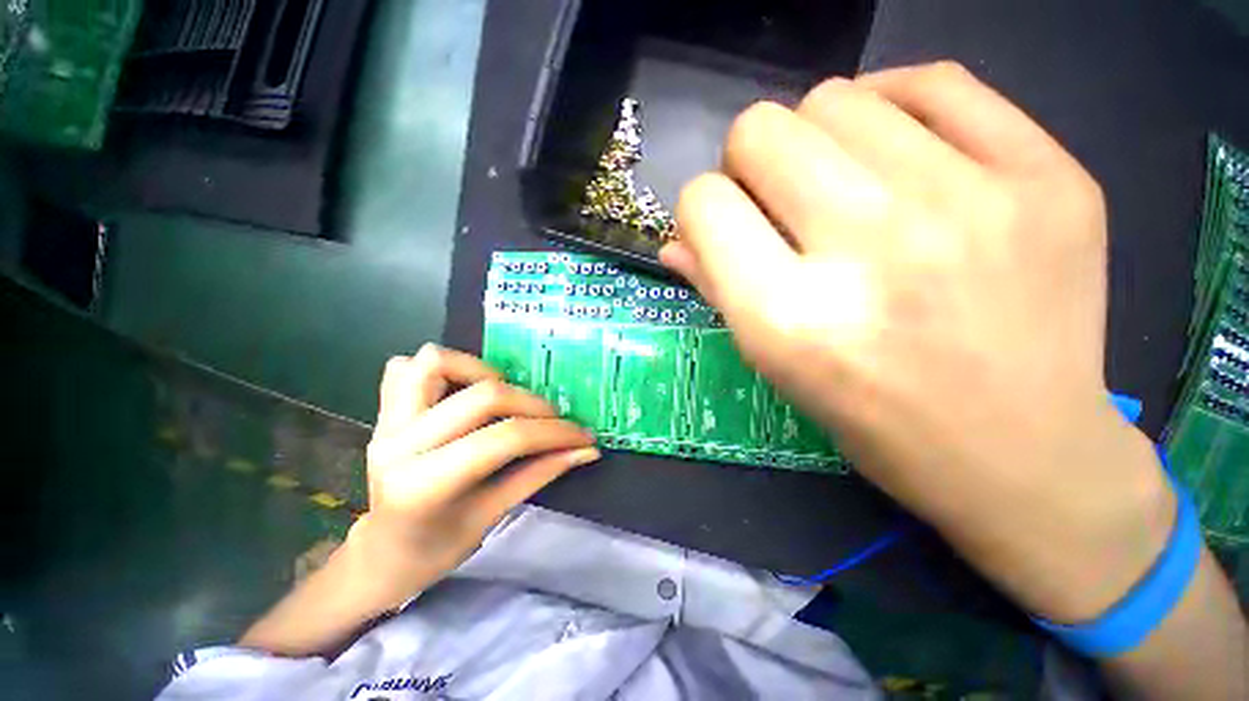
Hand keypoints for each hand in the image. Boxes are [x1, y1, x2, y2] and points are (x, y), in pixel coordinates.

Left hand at [355, 344, 598, 609]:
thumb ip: (533, 477)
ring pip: (433, 361)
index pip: (499, 440)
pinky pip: (405, 367)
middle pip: (477, 397)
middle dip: (529, 404)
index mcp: (424, 483)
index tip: (583, 436)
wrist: (386, 551)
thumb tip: (583, 451)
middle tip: (556, 421)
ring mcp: (385, 422)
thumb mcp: (487, 518)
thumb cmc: (436, 550)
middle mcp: (400, 442)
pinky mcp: (382, 411)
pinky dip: (438, 370)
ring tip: (502, 396)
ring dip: (477, 370)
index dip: (550, 433)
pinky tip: (459, 392)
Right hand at [662, 62, 1173, 621]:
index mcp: (808, 330)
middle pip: (764, 129)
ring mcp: (978, 202)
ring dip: (843, 134)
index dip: (720, 206)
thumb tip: (683, 230)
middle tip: (824, 199)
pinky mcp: (1044, 177)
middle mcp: (885, 249)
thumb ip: (734, 298)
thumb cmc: (916, 441)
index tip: (756, 220)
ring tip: (887, 178)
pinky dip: (916, 102)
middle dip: (774, 161)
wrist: (1040, 458)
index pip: (705, 202)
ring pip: (842, 97)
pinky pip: (940, 81)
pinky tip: (935, 144)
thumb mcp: (808, 392)